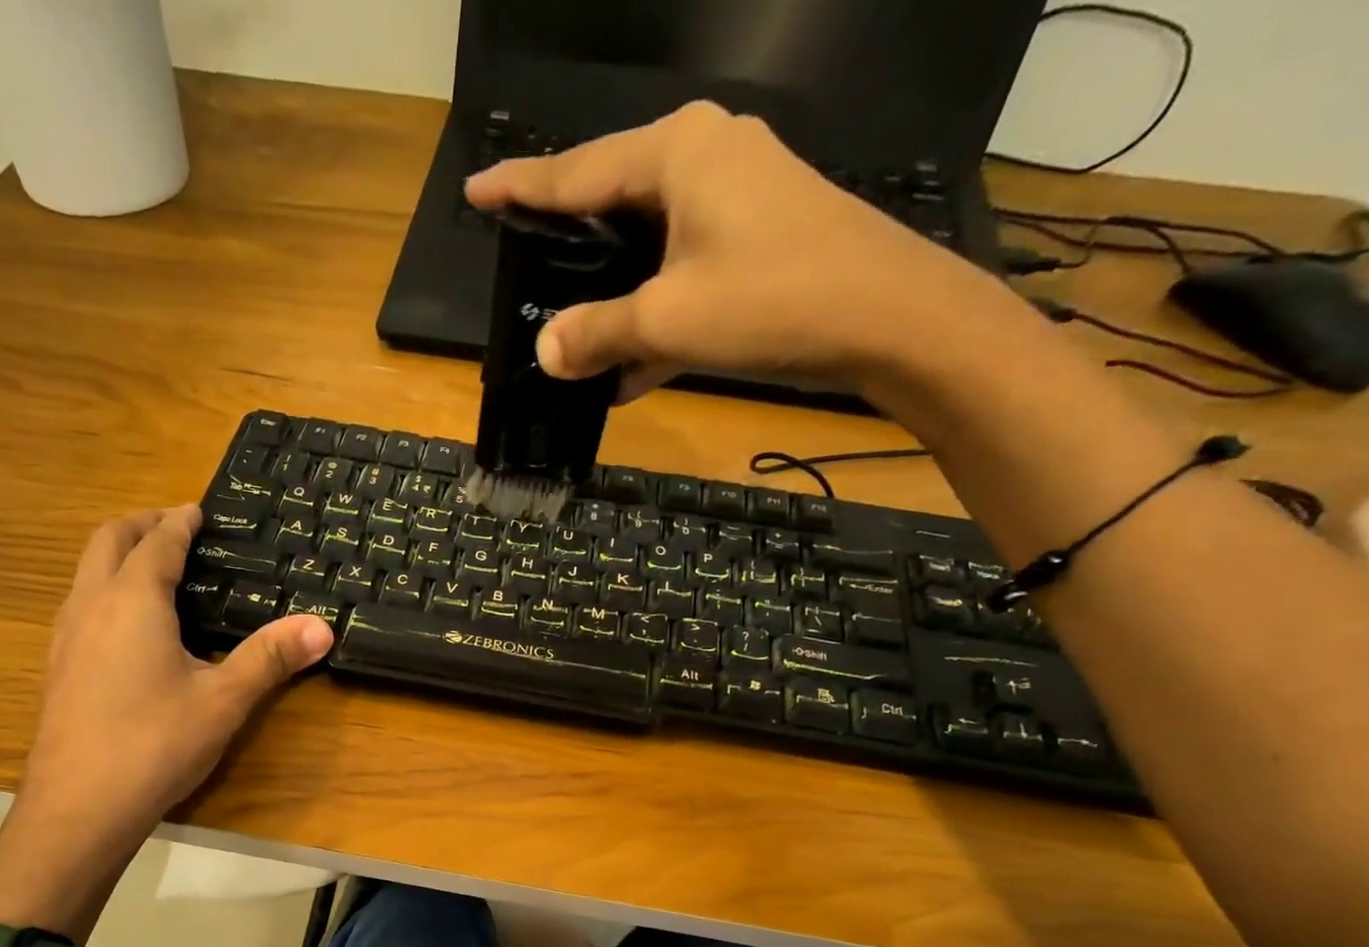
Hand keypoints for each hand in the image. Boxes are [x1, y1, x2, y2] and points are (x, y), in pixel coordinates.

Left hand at [0, 506, 331, 937]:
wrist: (78, 808)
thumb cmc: (155, 743)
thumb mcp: (224, 699)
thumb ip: (270, 657)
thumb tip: (323, 627)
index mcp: (133, 601)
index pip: (157, 543)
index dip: (180, 522)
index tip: (199, 510)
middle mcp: (91, 606)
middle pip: (108, 541)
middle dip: (141, 525)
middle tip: (176, 527)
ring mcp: (66, 637)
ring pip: (86, 572)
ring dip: (118, 555)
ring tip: (155, 568)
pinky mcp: (58, 667)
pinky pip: (81, 604)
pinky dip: (106, 589)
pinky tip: (130, 627)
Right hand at [464, 102, 991, 397]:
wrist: (891, 320)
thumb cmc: (773, 301)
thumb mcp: (668, 320)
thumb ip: (597, 332)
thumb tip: (545, 351)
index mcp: (677, 152)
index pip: (577, 171)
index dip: (522, 187)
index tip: (477, 192)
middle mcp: (705, 158)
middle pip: (612, 202)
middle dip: (567, 244)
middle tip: (521, 265)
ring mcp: (736, 198)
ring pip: (647, 246)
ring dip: (612, 298)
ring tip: (569, 333)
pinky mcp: (757, 239)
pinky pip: (683, 272)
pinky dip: (655, 316)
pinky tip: (628, 373)